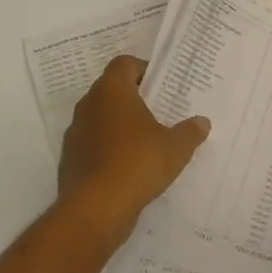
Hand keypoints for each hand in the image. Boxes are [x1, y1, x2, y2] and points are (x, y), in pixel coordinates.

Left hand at [58, 56, 209, 242]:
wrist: (95, 208)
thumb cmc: (138, 163)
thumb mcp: (175, 148)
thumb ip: (190, 132)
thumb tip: (202, 122)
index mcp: (112, 91)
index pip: (124, 63)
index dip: (142, 69)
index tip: (160, 85)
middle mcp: (89, 105)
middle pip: (110, 89)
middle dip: (132, 97)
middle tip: (156, 111)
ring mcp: (75, 132)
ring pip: (99, 117)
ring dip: (117, 123)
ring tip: (143, 140)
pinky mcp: (69, 159)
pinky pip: (91, 143)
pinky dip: (106, 148)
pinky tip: (126, 166)